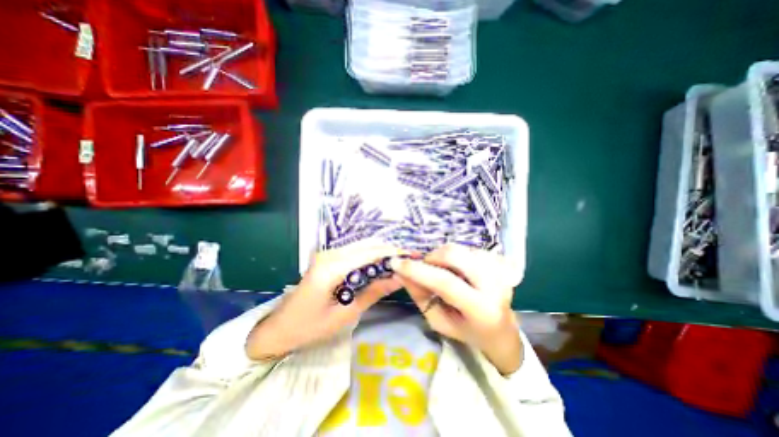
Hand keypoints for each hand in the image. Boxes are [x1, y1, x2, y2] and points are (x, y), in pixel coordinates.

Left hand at [246, 241, 403, 359]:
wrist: (279, 329)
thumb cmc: (310, 327)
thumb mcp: (346, 314)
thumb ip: (374, 292)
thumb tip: (399, 278)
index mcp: (332, 267)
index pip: (370, 253)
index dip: (393, 253)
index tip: (413, 257)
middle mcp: (330, 254)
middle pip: (367, 245)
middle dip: (390, 251)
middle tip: (409, 261)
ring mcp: (328, 254)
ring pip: (362, 246)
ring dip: (381, 252)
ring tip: (399, 263)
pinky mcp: (328, 258)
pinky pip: (355, 252)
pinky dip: (370, 256)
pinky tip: (381, 265)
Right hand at [390, 244, 522, 373]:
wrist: (501, 331)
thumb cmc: (467, 331)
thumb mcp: (438, 322)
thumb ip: (420, 296)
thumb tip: (401, 273)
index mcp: (480, 309)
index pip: (445, 282)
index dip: (418, 270)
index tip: (396, 263)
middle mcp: (495, 285)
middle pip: (456, 255)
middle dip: (432, 257)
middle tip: (425, 267)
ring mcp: (500, 270)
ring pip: (461, 248)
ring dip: (443, 256)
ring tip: (443, 270)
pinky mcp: (501, 262)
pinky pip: (470, 248)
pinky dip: (456, 255)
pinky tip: (458, 269)